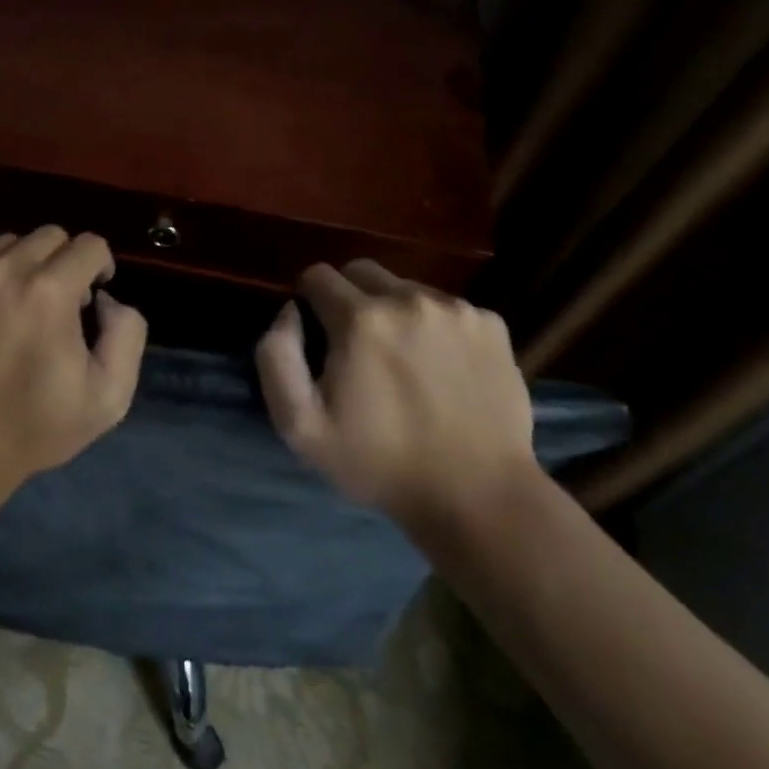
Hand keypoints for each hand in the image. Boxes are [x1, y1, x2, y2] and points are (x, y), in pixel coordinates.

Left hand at [0, 227, 148, 495]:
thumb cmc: (32, 428)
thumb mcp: (108, 396)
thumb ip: (127, 333)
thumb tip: (107, 299)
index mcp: (48, 291)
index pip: (89, 245)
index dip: (101, 266)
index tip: (93, 295)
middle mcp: (0, 272)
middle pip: (47, 236)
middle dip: (63, 261)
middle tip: (58, 302)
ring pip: (3, 246)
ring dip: (21, 267)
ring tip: (16, 308)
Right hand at [255, 260, 536, 530]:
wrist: (478, 497)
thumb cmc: (380, 463)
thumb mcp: (300, 425)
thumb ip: (276, 356)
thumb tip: (290, 311)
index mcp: (360, 319)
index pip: (317, 275)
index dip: (309, 302)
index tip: (318, 337)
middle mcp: (409, 299)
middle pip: (361, 271)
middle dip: (348, 297)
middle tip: (357, 346)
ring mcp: (456, 309)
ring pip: (405, 287)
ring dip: (394, 311)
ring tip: (403, 360)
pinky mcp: (492, 324)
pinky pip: (447, 307)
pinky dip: (435, 326)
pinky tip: (442, 368)